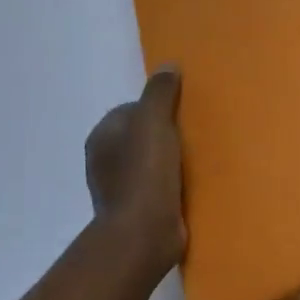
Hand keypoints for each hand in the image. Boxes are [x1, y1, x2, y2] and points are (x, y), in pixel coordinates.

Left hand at [84, 67, 185, 280]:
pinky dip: (171, 185)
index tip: (182, 115)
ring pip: (149, 163)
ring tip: (198, 161)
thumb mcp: (154, 121)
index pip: (131, 110)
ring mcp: (118, 189)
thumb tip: (168, 66)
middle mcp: (103, 161)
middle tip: (194, 136)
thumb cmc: (145, 172)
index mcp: (102, 136)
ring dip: (169, 162)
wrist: (144, 233)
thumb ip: (160, 93)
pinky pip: (156, 188)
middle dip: (165, 135)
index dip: (157, 109)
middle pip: (140, 137)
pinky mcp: (136, 212)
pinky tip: (191, 186)